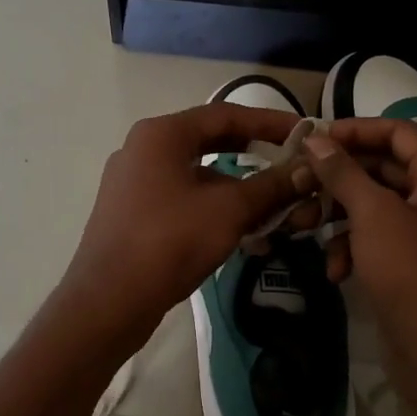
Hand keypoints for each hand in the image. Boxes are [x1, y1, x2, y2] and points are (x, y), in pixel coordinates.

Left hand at [59, 103, 312, 348]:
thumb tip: (307, 170)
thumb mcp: (229, 210)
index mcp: (162, 134)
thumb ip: (271, 186)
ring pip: (198, 175)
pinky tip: (244, 233)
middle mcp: (144, 149)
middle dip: (256, 155)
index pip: (226, 114)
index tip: (305, 133)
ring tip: (276, 208)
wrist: (108, 301)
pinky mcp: (133, 213)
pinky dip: (215, 208)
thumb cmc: (170, 242)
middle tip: (292, 164)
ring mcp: (134, 182)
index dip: (270, 122)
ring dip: (239, 188)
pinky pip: (183, 199)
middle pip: (211, 141)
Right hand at [303, 120, 416, 411]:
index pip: (399, 133)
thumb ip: (343, 173)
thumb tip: (315, 139)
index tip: (314, 138)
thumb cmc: (413, 274)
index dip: (356, 130)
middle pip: (383, 170)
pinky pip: (378, 241)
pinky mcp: (414, 267)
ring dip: (338, 217)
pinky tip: (335, 271)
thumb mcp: (373, 215)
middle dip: (338, 179)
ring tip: (303, 228)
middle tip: (298, 183)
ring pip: (375, 208)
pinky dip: (353, 249)